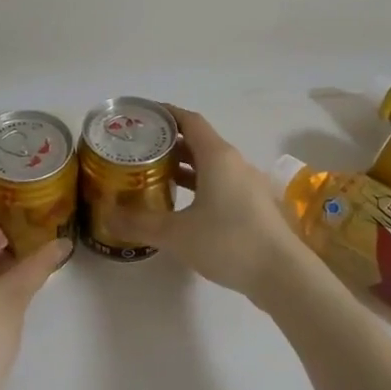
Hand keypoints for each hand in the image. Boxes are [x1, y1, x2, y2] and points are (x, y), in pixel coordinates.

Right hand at [112, 105, 310, 305]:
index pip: (189, 120)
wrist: (283, 275)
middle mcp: (234, 162)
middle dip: (170, 143)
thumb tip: (107, 216)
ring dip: (185, 166)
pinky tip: (183, 206)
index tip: (142, 116)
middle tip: (140, 150)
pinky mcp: (254, 207)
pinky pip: (221, 183)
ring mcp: (248, 185)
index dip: (166, 114)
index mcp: (217, 156)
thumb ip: (140, 223)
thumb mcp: (177, 233)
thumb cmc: (229, 242)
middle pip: (199, 141)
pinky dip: (200, 185)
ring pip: (211, 165)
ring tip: (156, 176)